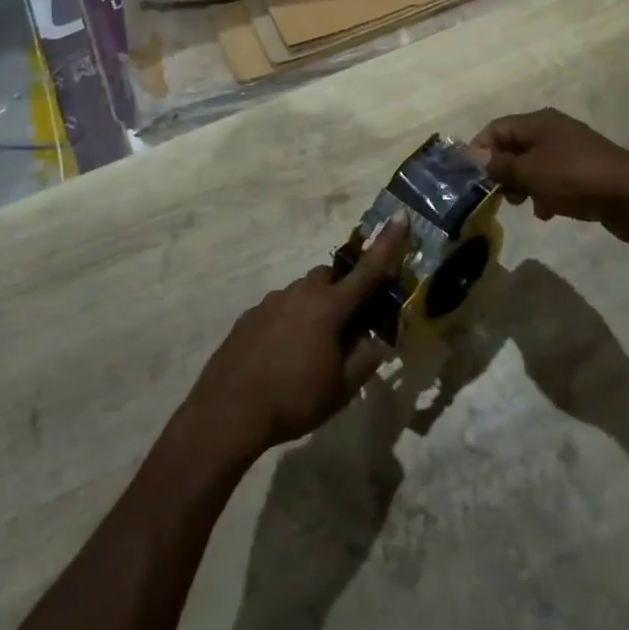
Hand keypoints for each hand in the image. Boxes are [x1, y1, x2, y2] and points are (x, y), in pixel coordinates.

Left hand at [183, 215, 408, 460]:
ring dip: (314, 307)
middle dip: (342, 289)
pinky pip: (278, 309)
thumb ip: (365, 359)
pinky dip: (288, 321)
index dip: (388, 245)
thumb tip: (376, 340)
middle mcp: (299, 294)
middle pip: (329, 276)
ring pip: (301, 292)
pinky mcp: (248, 317)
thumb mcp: (341, 389)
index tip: (400, 216)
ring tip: (311, 347)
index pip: (367, 271)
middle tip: (347, 322)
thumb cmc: (294, 399)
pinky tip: (282, 354)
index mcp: (328, 307)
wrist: (228, 412)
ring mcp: (270, 302)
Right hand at [470, 108, 628, 241]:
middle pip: (513, 147)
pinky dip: (545, 193)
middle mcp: (552, 131)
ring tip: (523, 205)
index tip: (472, 179)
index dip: (480, 151)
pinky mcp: (584, 173)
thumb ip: (500, 165)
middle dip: (501, 171)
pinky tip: (546, 212)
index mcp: (538, 122)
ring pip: (532, 165)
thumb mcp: (530, 172)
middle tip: (499, 195)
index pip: (496, 129)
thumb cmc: (575, 178)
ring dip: (523, 185)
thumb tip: (476, 156)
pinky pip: (553, 180)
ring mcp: (570, 152)